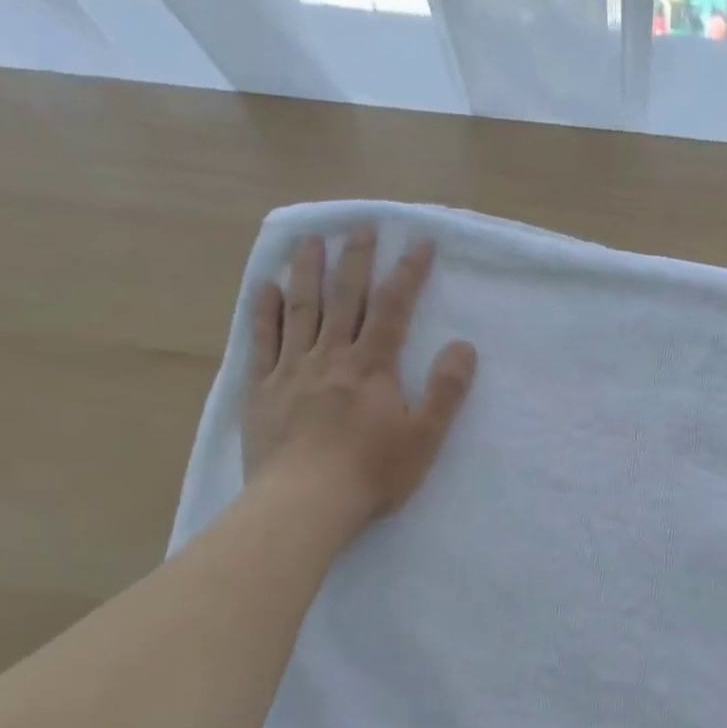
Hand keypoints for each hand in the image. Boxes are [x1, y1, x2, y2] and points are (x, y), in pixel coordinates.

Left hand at [241, 228, 475, 525]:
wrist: (305, 502)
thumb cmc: (372, 474)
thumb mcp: (425, 438)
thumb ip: (446, 391)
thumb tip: (464, 346)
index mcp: (372, 367)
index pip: (393, 309)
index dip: (408, 273)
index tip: (418, 241)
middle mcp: (331, 357)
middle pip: (344, 298)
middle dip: (356, 260)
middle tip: (360, 225)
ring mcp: (292, 370)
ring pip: (300, 309)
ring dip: (307, 271)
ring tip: (311, 240)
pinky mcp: (262, 390)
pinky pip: (262, 341)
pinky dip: (264, 311)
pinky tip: (264, 287)